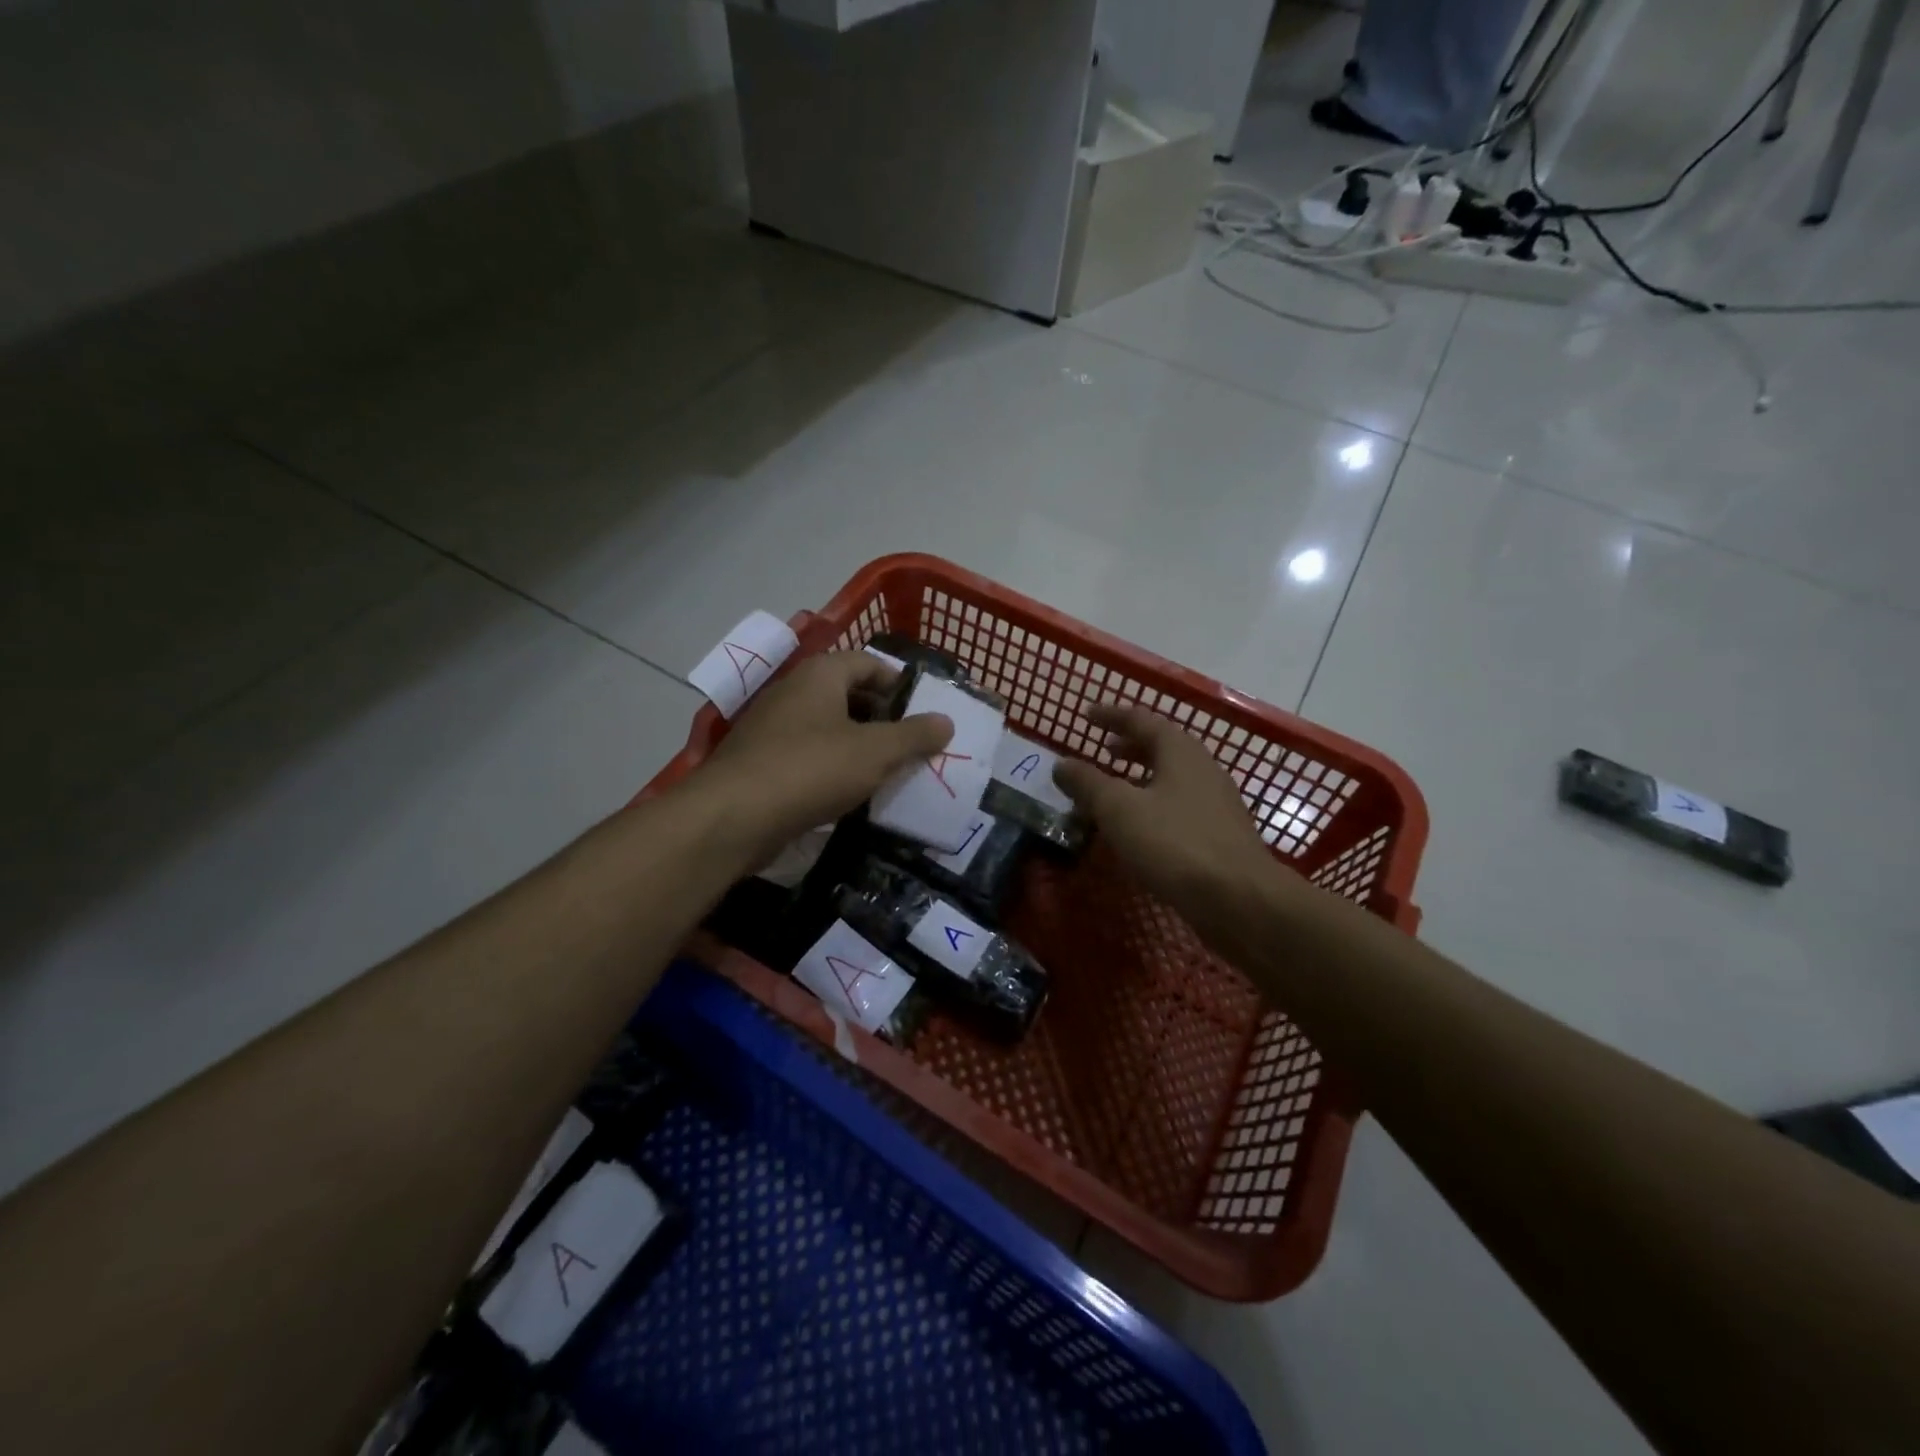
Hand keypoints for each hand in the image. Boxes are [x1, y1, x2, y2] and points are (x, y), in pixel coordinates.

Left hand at [697, 651, 952, 863]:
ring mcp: (771, 726)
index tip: (923, 710)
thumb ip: (914, 735)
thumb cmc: (811, 769)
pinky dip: (831, 766)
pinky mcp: (759, 761)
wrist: (733, 817)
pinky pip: (806, 754)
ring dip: (857, 744)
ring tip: (886, 771)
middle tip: (910, 744)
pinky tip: (847, 793)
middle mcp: (793, 691)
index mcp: (820, 675)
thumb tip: (947, 721)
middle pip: (847, 694)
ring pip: (826, 727)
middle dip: (881, 717)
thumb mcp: (875, 752)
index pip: (868, 662)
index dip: (898, 682)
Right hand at [1053, 704, 1281, 931]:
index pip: (1142, 720)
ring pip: (1171, 779)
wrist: (1240, 900)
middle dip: (1129, 746)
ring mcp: (1216, 804)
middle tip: (1102, 749)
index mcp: (1180, 752)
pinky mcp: (1220, 836)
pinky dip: (1152, 807)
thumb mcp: (1119, 809)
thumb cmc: (1175, 843)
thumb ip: (1088, 783)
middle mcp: (1203, 769)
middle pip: (1162, 747)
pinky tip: (1139, 829)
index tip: (1086, 714)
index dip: (1111, 716)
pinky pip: (1178, 808)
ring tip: (1114, 790)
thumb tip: (1062, 764)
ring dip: (1140, 778)